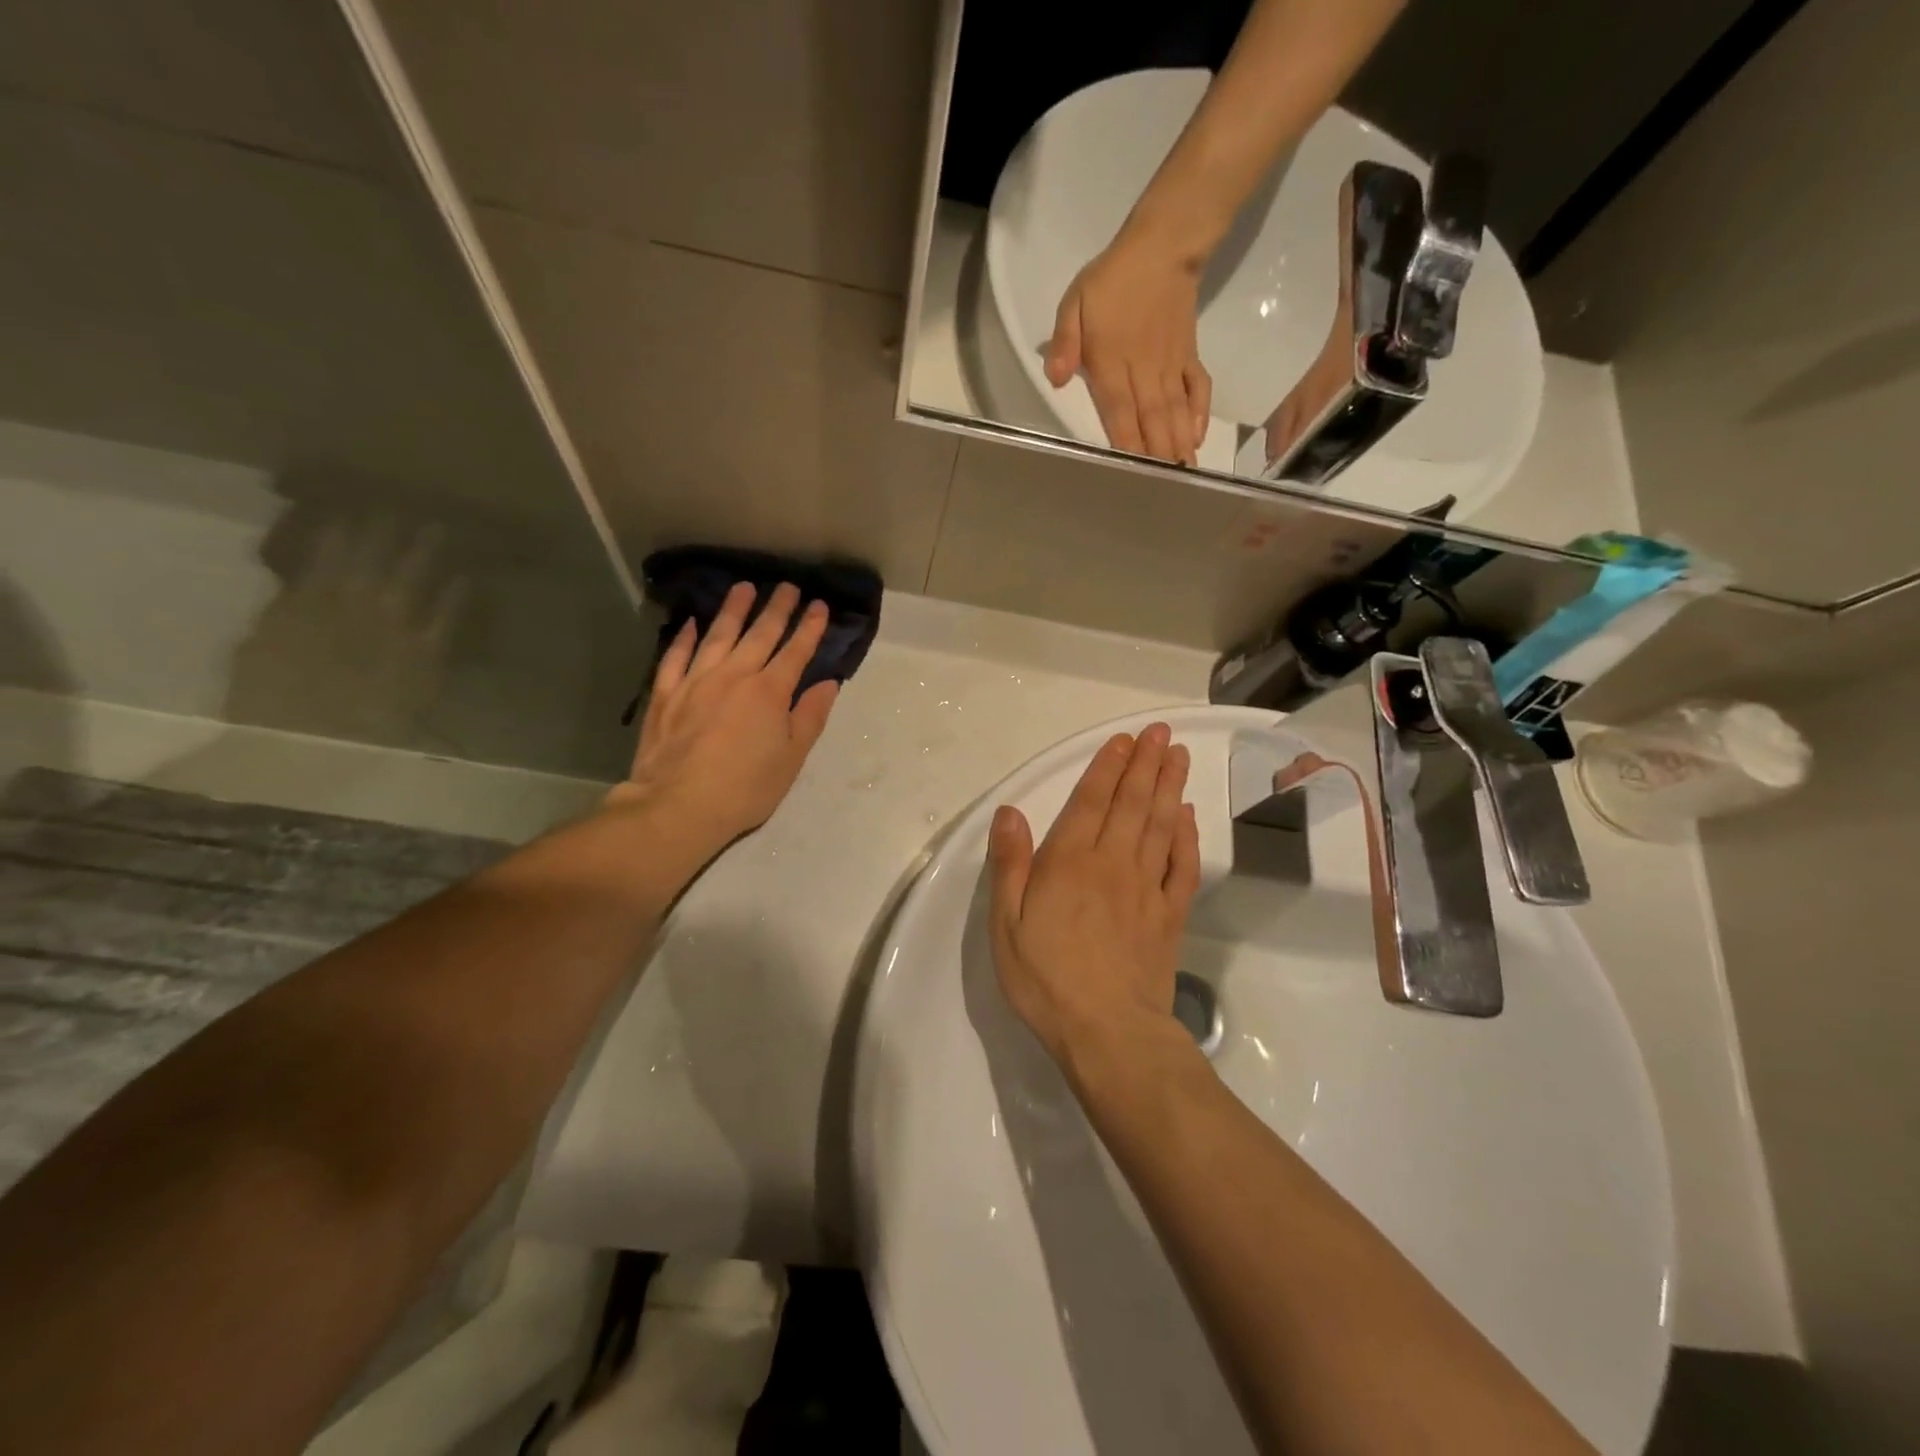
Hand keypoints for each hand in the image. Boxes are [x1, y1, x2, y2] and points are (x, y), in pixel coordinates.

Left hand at [611, 581, 838, 858]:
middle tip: (787, 586)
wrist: (678, 806)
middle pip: (759, 635)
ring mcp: (696, 682)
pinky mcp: (665, 695)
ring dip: (733, 610)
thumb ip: (810, 717)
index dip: (809, 628)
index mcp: (769, 692)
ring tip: (744, 588)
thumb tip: (828, 683)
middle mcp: (734, 676)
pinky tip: (692, 624)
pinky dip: (685, 638)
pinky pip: (676, 657)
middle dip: (777, 609)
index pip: (795, 652)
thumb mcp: (791, 758)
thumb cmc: (745, 788)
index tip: (819, 605)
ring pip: (718, 636)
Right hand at [987, 723, 1200, 1068]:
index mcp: (1071, 863)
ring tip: (1178, 756)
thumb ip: (1010, 865)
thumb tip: (1010, 811)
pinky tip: (1188, 816)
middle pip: (1132, 804)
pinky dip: (1187, 836)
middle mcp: (1113, 864)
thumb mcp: (1007, 925)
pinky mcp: (1169, 915)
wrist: (1109, 1032)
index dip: (1108, 767)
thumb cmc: (1047, 979)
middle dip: (1146, 764)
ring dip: (1169, 787)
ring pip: (1161, 825)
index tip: (1125, 739)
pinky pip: (1183, 866)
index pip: (1091, 802)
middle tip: (1161, 733)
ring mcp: (1147, 888)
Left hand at [1045, 234, 1212, 465]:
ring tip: (1183, 473)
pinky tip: (1196, 437)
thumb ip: (1064, 343)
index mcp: (1112, 362)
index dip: (1126, 442)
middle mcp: (1143, 370)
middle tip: (1163, 487)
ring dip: (1178, 443)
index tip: (1133, 472)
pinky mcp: (1188, 355)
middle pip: (1150, 419)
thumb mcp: (1074, 303)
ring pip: (1174, 410)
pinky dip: (1198, 412)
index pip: (1118, 411)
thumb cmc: (1111, 279)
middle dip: (1156, 454)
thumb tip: (1055, 381)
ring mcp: (1170, 364)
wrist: (1162, 245)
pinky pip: (1197, 387)